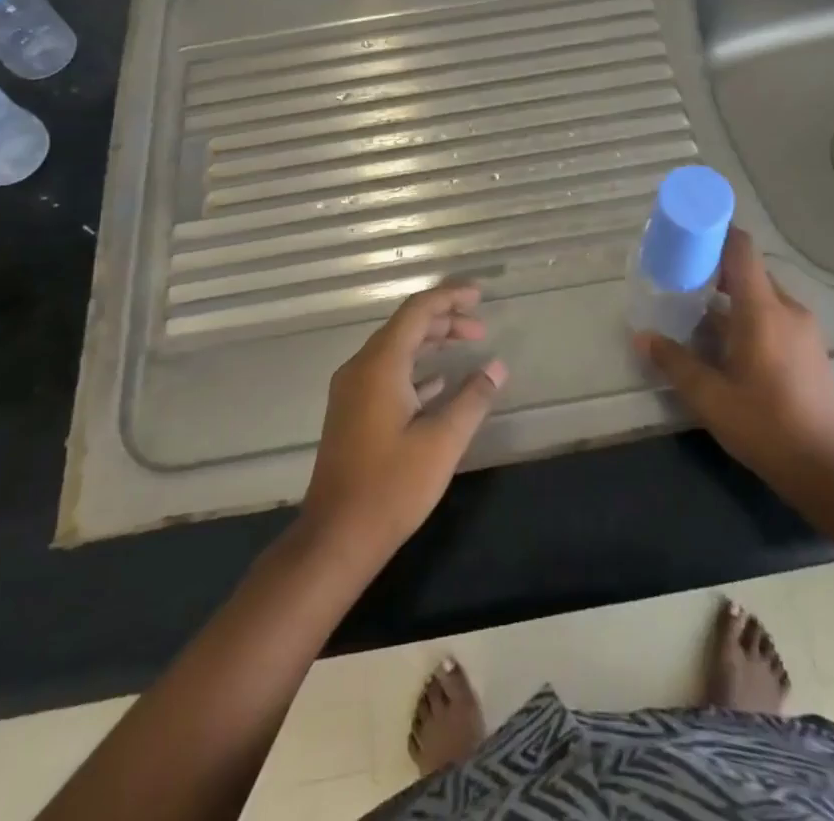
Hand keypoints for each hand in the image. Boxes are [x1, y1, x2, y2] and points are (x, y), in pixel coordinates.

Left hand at [301, 285, 506, 561]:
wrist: (336, 537)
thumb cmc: (391, 487)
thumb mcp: (442, 442)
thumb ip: (473, 398)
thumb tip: (497, 366)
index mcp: (380, 364)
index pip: (417, 311)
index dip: (449, 298)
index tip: (479, 296)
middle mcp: (361, 367)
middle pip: (405, 326)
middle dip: (444, 321)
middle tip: (481, 329)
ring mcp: (352, 390)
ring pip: (396, 349)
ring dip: (430, 343)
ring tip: (467, 346)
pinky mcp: (352, 411)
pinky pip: (387, 372)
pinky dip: (415, 368)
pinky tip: (439, 383)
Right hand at [635, 229, 833, 492]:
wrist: (828, 468)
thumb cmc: (766, 426)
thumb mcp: (710, 398)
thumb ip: (675, 362)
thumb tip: (641, 336)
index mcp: (763, 311)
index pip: (742, 249)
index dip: (717, 232)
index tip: (689, 232)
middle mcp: (787, 309)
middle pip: (749, 270)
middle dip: (715, 267)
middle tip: (681, 275)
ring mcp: (803, 328)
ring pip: (761, 294)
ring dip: (731, 295)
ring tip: (697, 309)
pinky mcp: (810, 348)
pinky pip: (774, 313)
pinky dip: (748, 314)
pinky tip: (727, 341)